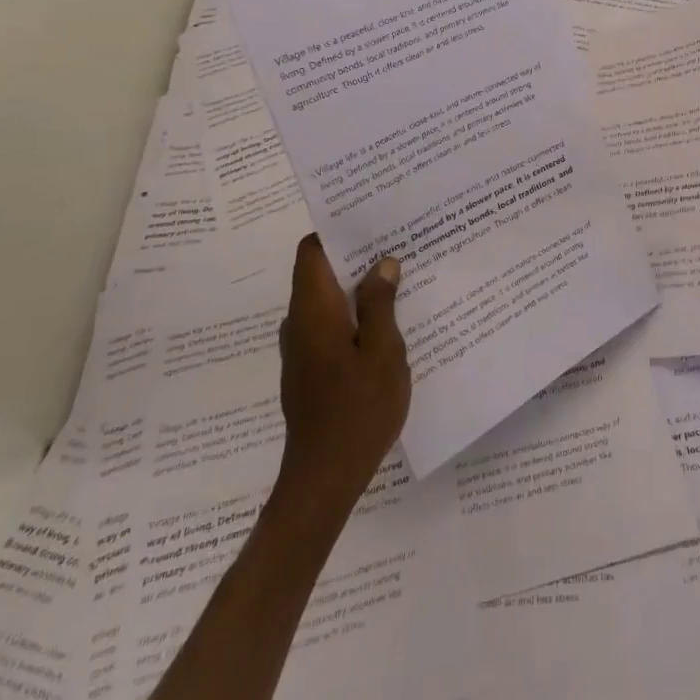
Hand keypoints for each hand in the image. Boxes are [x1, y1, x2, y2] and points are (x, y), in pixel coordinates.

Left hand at [275, 235, 410, 517]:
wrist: (323, 480)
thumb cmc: (357, 410)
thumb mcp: (383, 352)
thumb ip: (381, 304)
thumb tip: (382, 263)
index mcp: (313, 311)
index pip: (311, 251)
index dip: (336, 231)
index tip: (371, 219)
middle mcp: (299, 323)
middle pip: (320, 272)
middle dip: (356, 256)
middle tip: (399, 244)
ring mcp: (301, 350)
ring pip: (328, 301)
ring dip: (358, 287)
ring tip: (401, 278)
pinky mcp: (309, 371)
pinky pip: (330, 326)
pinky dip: (355, 315)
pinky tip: (389, 324)